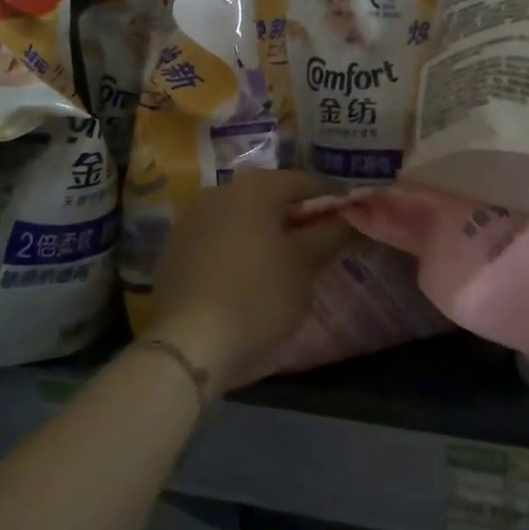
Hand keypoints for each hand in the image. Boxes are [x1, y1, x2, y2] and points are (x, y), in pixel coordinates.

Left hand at [147, 169, 352, 393]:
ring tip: (282, 269)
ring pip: (243, 219)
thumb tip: (355, 214)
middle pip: (272, 198)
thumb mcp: (306, 265)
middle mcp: (221, 189)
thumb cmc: (257, 297)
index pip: (308, 183)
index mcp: (256, 186)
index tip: (348, 228)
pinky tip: (244, 282)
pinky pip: (217, 239)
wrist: (186, 345)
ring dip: (265, 235)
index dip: (333, 204)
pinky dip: (236, 251)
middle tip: (318, 252)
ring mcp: (192, 218)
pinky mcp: (173, 248)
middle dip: (297, 220)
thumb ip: (333, 233)